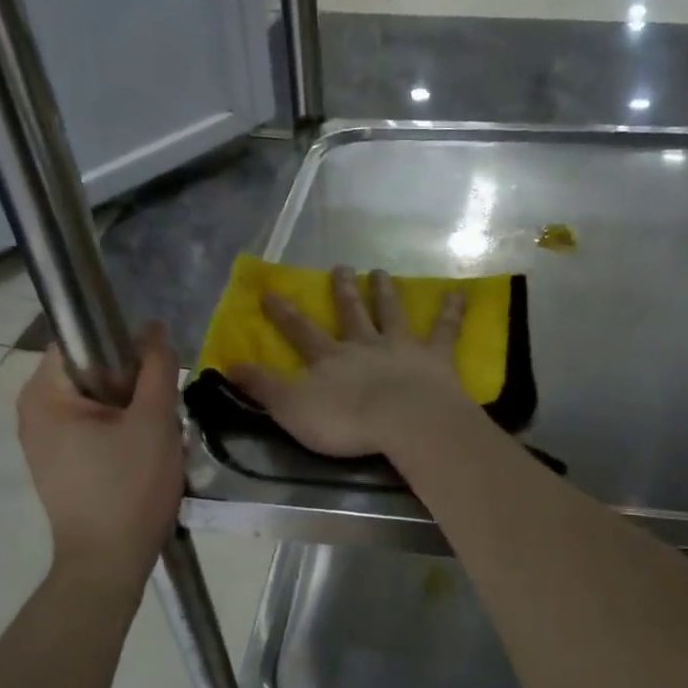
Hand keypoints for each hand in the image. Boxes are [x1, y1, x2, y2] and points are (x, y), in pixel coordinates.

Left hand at [17, 325, 182, 582]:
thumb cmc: (129, 488)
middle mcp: (34, 413)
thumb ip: (156, 369)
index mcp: (44, 394)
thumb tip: (154, 328)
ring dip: (134, 413)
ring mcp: (45, 442)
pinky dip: (123, 435)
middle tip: (165, 412)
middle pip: (93, 373)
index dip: (123, 345)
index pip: (81, 341)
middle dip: (134, 386)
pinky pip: (96, 431)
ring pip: (100, 404)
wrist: (110, 563)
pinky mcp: (61, 466)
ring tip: (161, 438)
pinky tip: (147, 458)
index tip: (156, 370)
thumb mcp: (154, 421)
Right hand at [227, 266, 471, 458]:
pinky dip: (452, 311)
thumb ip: (262, 386)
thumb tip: (228, 364)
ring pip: (392, 313)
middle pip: (351, 313)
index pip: (300, 332)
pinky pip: (445, 330)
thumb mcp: (291, 408)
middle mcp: (363, 345)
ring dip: (386, 292)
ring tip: (382, 271)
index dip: (283, 313)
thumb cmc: (346, 421)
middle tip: (341, 266)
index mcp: (329, 359)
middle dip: (343, 291)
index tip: (269, 291)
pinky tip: (460, 293)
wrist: (404, 421)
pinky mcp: (435, 358)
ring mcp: (401, 347)